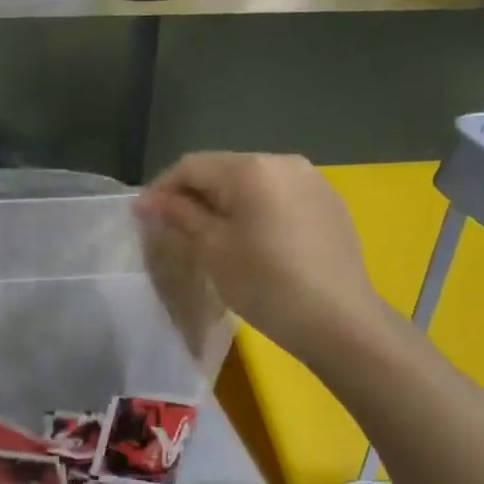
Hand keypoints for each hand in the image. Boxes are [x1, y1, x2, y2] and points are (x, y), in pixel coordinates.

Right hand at [137, 152, 390, 360]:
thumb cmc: (266, 284)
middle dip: (193, 196)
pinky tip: (253, 242)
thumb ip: (180, 216)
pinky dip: (256, 211)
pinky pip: (279, 197)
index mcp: (251, 168)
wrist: (341, 322)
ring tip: (211, 236)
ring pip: (252, 183)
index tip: (142, 218)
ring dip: (225, 203)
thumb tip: (148, 202)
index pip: (191, 166)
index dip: (161, 189)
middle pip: (223, 171)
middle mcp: (284, 162)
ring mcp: (313, 181)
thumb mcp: (213, 250)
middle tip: (173, 229)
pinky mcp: (329, 203)